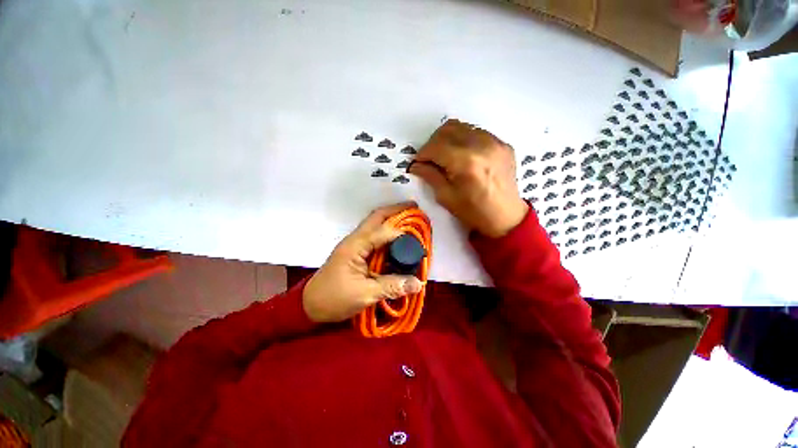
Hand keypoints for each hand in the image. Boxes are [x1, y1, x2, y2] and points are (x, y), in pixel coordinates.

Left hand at [303, 202, 423, 322]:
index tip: (418, 239)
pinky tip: (398, 239)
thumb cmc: (334, 299)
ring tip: (409, 219)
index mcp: (355, 246)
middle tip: (415, 207)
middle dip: (396, 210)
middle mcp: (355, 239)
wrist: (311, 305)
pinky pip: (375, 237)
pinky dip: (387, 233)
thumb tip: (418, 283)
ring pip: (375, 224)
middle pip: (377, 217)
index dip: (402, 232)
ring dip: (392, 219)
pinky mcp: (357, 252)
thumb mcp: (365, 294)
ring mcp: (355, 244)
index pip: (383, 231)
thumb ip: (392, 286)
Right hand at [409, 119, 528, 237]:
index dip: (422, 154)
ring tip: (445, 155)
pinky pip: (477, 132)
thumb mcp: (446, 197)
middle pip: (447, 130)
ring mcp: (495, 143)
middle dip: (433, 143)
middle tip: (430, 159)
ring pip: (462, 127)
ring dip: (448, 139)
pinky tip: (463, 156)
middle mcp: (481, 146)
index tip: (418, 163)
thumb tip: (415, 165)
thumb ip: (430, 176)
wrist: (505, 217)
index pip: (436, 147)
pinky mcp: (503, 144)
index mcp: (465, 162)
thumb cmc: (473, 212)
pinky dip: (464, 140)